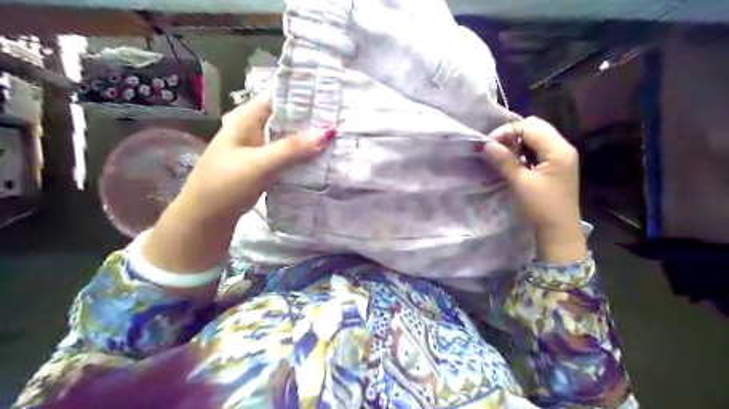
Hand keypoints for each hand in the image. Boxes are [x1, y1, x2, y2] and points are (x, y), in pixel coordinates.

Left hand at [180, 95, 333, 222]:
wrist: (205, 219)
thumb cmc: (225, 185)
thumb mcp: (259, 164)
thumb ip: (291, 148)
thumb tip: (327, 133)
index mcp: (246, 119)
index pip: (278, 99)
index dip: (303, 98)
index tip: (331, 102)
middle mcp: (253, 130)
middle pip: (286, 120)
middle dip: (311, 121)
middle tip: (341, 122)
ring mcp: (258, 150)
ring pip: (288, 140)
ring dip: (308, 141)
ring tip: (338, 139)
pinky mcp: (263, 167)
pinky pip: (286, 157)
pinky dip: (301, 157)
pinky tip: (320, 160)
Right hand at [483, 115, 587, 261]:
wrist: (559, 231)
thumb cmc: (541, 207)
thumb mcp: (520, 183)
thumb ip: (503, 160)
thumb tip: (485, 145)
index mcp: (558, 149)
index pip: (530, 126)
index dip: (507, 131)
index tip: (489, 146)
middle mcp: (563, 147)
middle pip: (535, 127)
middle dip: (512, 134)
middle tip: (495, 149)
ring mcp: (561, 156)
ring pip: (536, 136)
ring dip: (517, 142)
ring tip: (502, 155)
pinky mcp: (557, 165)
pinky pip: (539, 148)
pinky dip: (524, 150)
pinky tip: (514, 162)